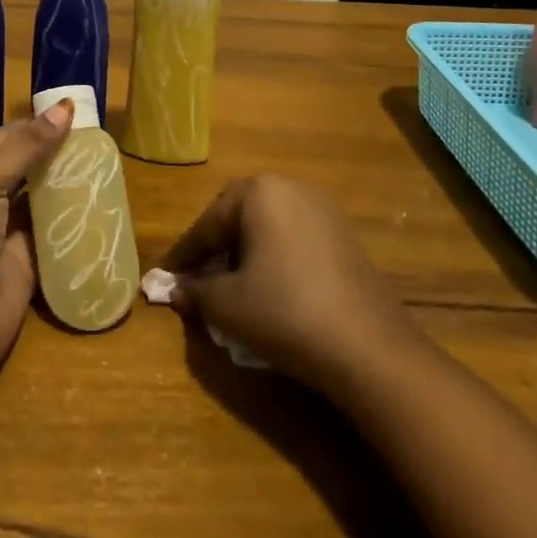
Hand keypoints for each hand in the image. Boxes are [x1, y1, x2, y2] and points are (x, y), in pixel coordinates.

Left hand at [0, 100, 74, 386]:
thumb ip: (25, 146)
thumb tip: (64, 107)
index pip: (5, 138)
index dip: (37, 124)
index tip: (76, 113)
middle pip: (24, 166)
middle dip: (55, 152)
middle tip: (98, 138)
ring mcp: (3, 232)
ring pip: (40, 198)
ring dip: (66, 183)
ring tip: (106, 163)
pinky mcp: (25, 263)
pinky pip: (52, 232)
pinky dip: (73, 219)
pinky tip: (101, 203)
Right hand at [161, 175, 414, 395]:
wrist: (370, 349)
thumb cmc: (286, 313)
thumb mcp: (228, 305)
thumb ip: (196, 292)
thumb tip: (175, 289)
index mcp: (259, 192)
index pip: (209, 222)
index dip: (185, 254)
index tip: (166, 276)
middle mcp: (291, 188)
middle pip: (239, 214)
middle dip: (216, 245)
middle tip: (198, 276)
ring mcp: (324, 210)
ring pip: (269, 225)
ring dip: (246, 251)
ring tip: (233, 285)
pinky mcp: (346, 237)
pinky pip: (296, 239)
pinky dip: (276, 258)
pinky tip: (272, 290)